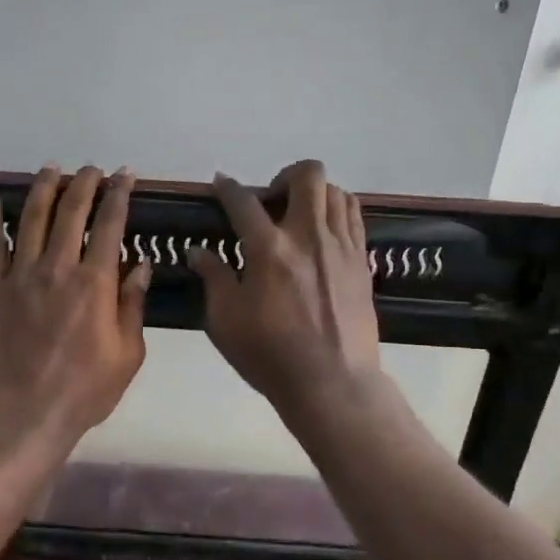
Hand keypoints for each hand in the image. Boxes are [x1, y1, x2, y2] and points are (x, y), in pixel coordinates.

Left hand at [0, 164, 151, 459]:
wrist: (23, 415)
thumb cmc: (84, 391)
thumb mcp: (127, 354)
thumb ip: (133, 305)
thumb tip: (141, 265)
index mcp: (95, 283)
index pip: (110, 225)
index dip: (119, 195)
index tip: (125, 175)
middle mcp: (57, 268)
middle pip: (70, 212)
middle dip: (84, 184)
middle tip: (92, 169)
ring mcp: (21, 276)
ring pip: (30, 218)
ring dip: (43, 188)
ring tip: (52, 168)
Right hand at [189, 160, 381, 423]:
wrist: (332, 384)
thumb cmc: (270, 356)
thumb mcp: (225, 321)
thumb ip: (214, 278)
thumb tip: (198, 251)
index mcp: (270, 249)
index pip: (243, 202)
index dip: (227, 187)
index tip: (220, 183)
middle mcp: (309, 236)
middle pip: (307, 175)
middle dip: (284, 177)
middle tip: (270, 202)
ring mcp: (341, 246)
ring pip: (336, 191)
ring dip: (314, 193)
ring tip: (299, 215)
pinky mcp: (361, 261)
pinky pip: (354, 216)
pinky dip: (336, 211)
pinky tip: (323, 232)